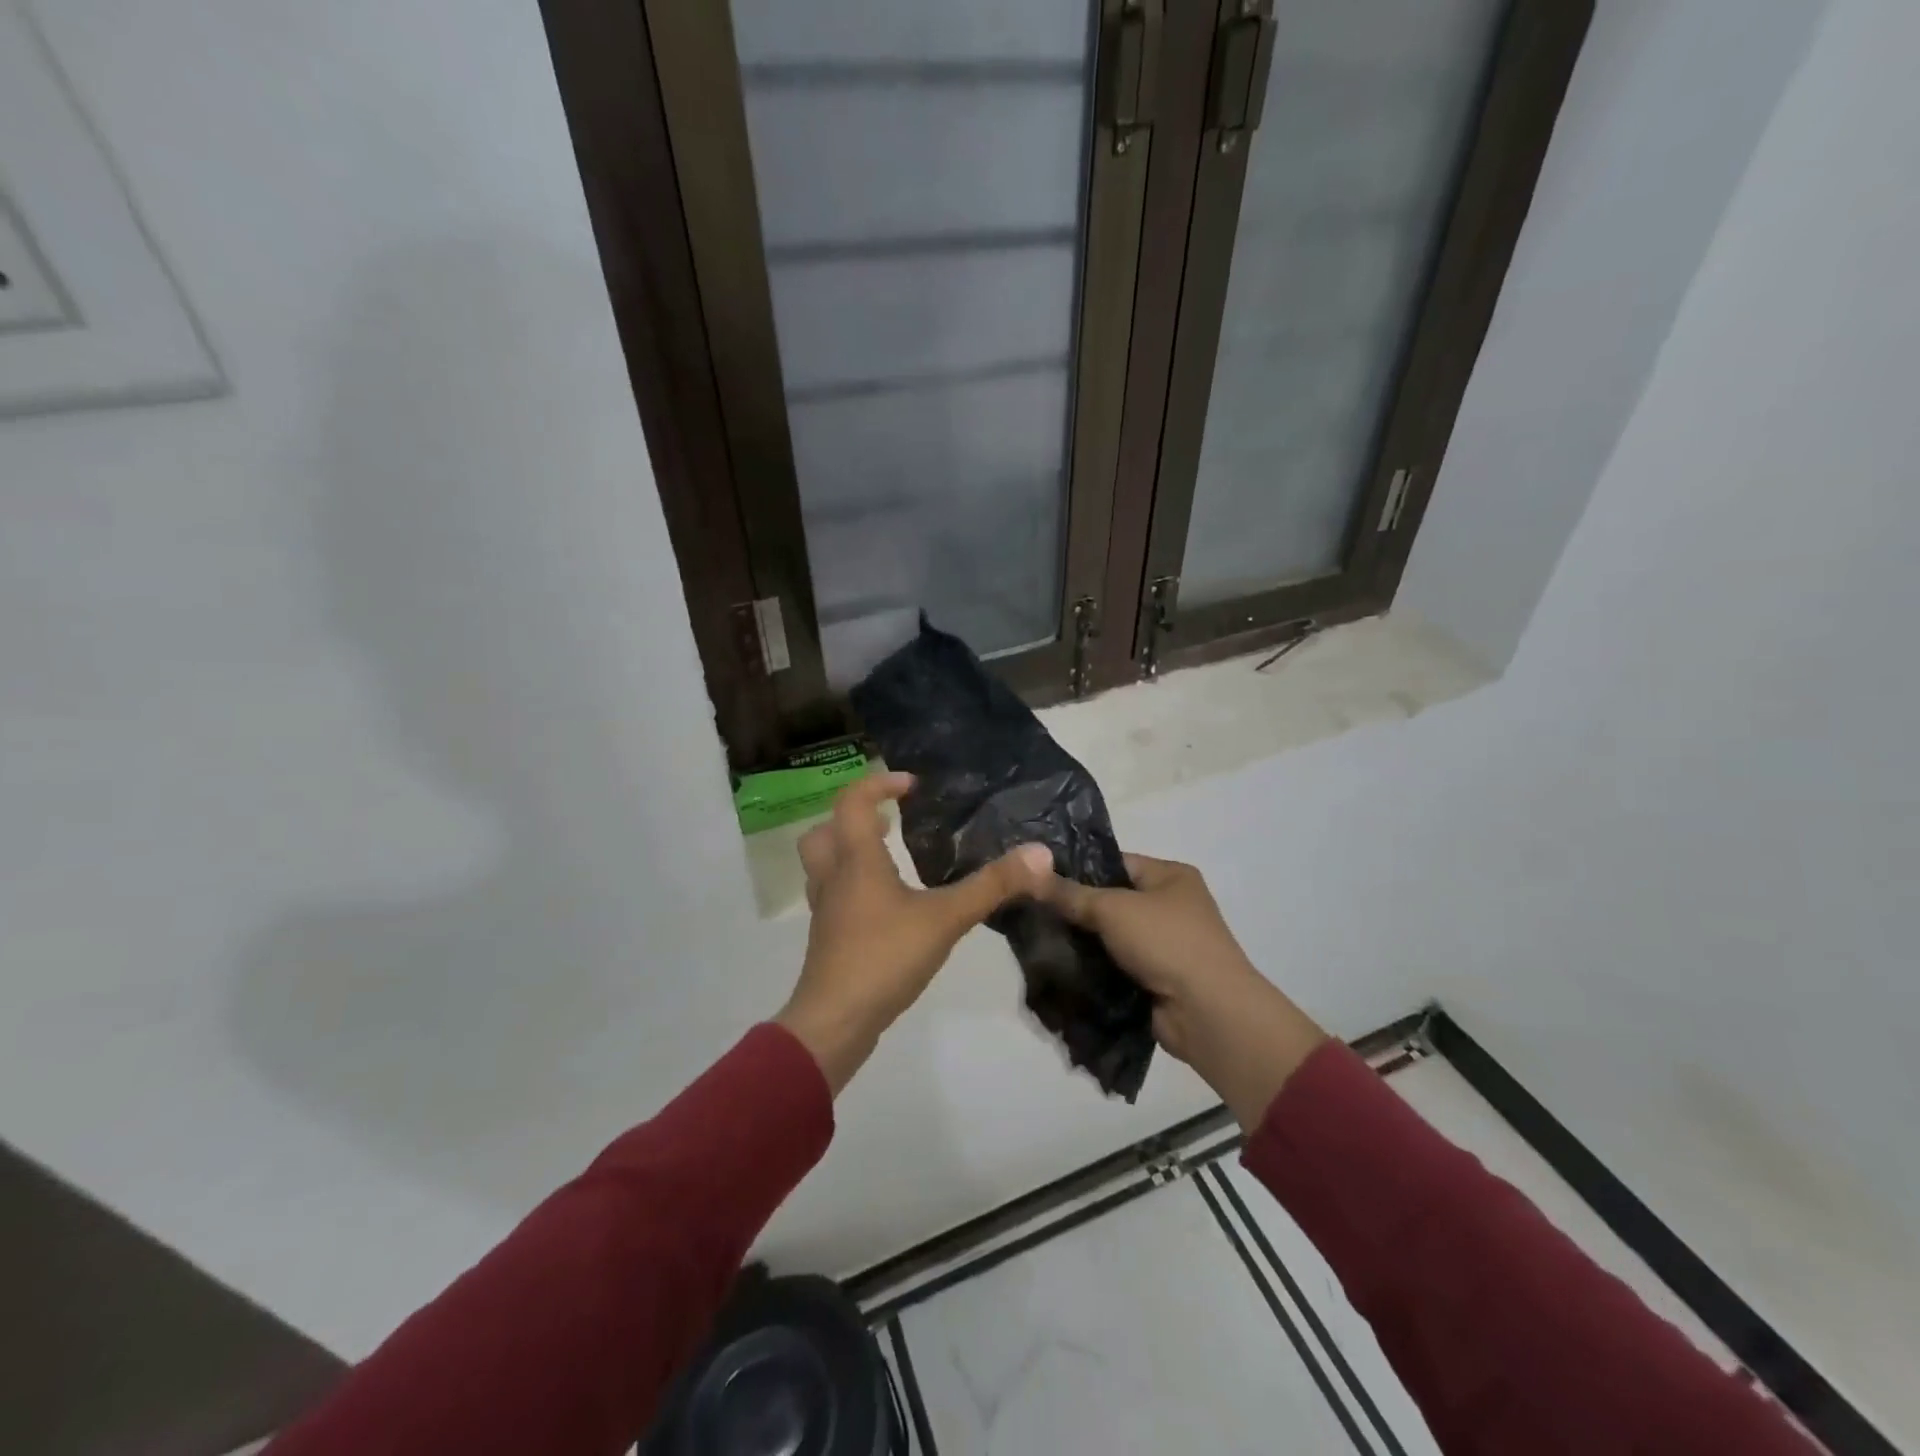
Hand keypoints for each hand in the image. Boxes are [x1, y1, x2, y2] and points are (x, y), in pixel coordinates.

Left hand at [777, 772, 1052, 1094]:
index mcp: (856, 860)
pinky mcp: (828, 939)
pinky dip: (854, 887)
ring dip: (849, 851)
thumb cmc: (884, 958)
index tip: (912, 785)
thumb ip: (991, 887)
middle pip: (825, 831)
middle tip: (888, 822)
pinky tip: (886, 906)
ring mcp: (826, 911)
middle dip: (853, 818)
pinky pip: (834, 896)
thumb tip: (1040, 854)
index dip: (879, 784)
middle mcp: (834, 878)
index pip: (853, 801)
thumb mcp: (945, 918)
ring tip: (888, 858)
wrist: (834, 1022)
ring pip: (824, 865)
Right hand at [1033, 854, 1326, 1128]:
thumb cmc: (1167, 943)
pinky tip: (1058, 969)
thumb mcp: (1114, 908)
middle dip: (1074, 909)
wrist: (1208, 1013)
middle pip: (1110, 901)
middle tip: (1031, 911)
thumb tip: (1030, 874)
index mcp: (1171, 877)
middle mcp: (1170, 906)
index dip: (1077, 868)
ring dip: (1081, 943)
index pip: (1115, 863)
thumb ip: (1071, 894)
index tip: (1037, 878)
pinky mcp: (1153, 980)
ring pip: (1108, 937)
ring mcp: (1163, 946)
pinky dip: (1092, 969)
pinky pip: (1114, 967)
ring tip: (1036, 940)